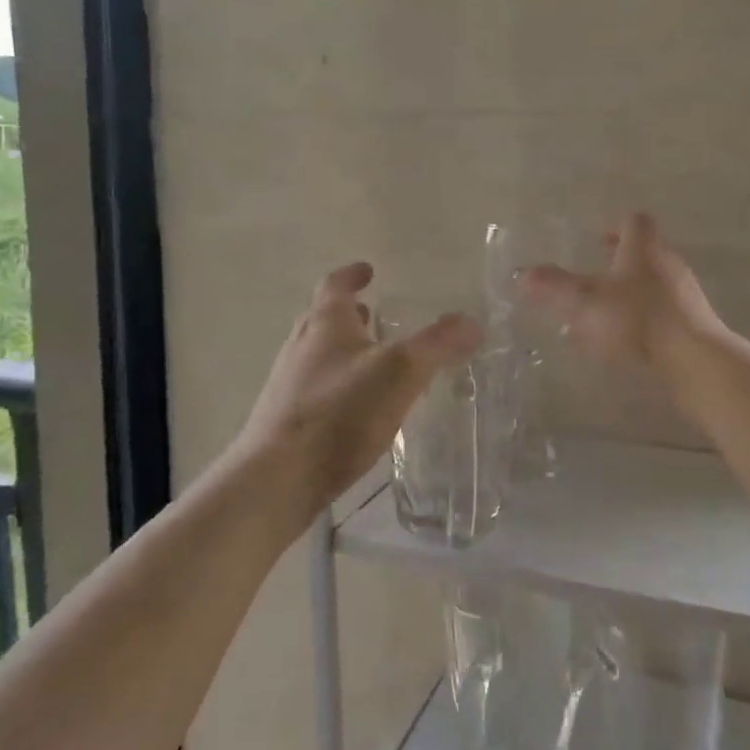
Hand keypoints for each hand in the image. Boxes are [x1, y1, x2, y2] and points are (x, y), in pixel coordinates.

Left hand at [237, 262, 481, 522]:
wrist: (277, 479)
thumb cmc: (340, 412)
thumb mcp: (400, 372)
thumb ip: (438, 344)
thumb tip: (472, 321)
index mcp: (325, 324)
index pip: (335, 285)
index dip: (352, 275)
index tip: (368, 270)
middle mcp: (300, 346)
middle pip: (322, 319)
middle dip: (348, 314)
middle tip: (372, 314)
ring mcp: (287, 385)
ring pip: (317, 355)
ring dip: (342, 350)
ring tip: (372, 361)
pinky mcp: (285, 421)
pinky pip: (315, 389)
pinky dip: (337, 385)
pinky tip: (356, 410)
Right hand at [519, 212, 722, 371]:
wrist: (694, 361)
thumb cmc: (637, 320)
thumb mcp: (586, 301)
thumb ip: (554, 286)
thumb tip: (523, 274)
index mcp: (643, 249)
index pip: (635, 222)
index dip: (616, 226)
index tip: (598, 239)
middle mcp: (667, 265)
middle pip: (644, 254)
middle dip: (618, 265)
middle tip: (593, 278)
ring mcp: (684, 296)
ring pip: (652, 287)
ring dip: (628, 297)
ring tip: (600, 318)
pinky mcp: (692, 326)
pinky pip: (661, 316)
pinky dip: (640, 323)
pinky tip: (622, 346)